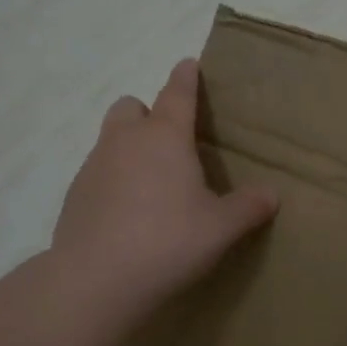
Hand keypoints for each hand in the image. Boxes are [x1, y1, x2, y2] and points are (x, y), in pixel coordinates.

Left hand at [53, 59, 277, 330]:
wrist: (96, 279)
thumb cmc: (167, 242)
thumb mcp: (220, 228)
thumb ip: (248, 207)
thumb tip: (272, 194)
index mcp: (164, 137)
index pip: (177, 92)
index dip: (186, 77)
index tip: (189, 65)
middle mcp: (125, 140)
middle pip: (132, 106)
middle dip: (148, 113)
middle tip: (169, 143)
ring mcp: (94, 165)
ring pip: (111, 138)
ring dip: (129, 147)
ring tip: (150, 184)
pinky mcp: (74, 194)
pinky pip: (97, 172)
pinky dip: (112, 179)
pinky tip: (125, 213)